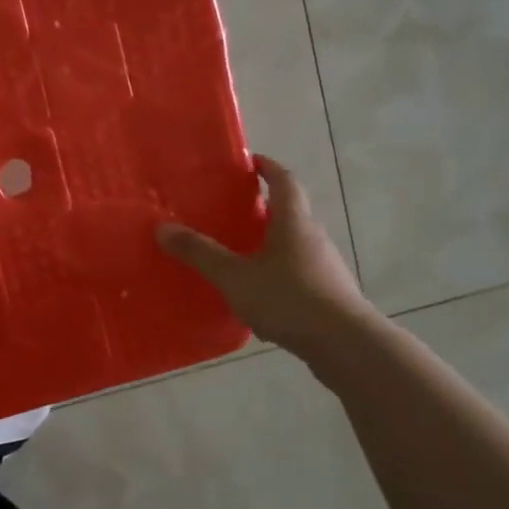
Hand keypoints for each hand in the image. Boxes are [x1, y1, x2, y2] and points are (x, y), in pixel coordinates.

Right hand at [157, 154, 372, 363]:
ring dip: (269, 243)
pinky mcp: (328, 294)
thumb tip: (163, 227)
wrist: (346, 346)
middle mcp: (313, 237)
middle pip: (289, 212)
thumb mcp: (235, 277)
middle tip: (230, 211)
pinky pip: (297, 273)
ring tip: (237, 254)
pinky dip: (276, 273)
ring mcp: (325, 267)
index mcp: (293, 222)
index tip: (250, 162)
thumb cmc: (289, 299)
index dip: (268, 167)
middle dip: (262, 208)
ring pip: (293, 244)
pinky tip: (256, 295)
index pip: (284, 181)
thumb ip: (200, 253)